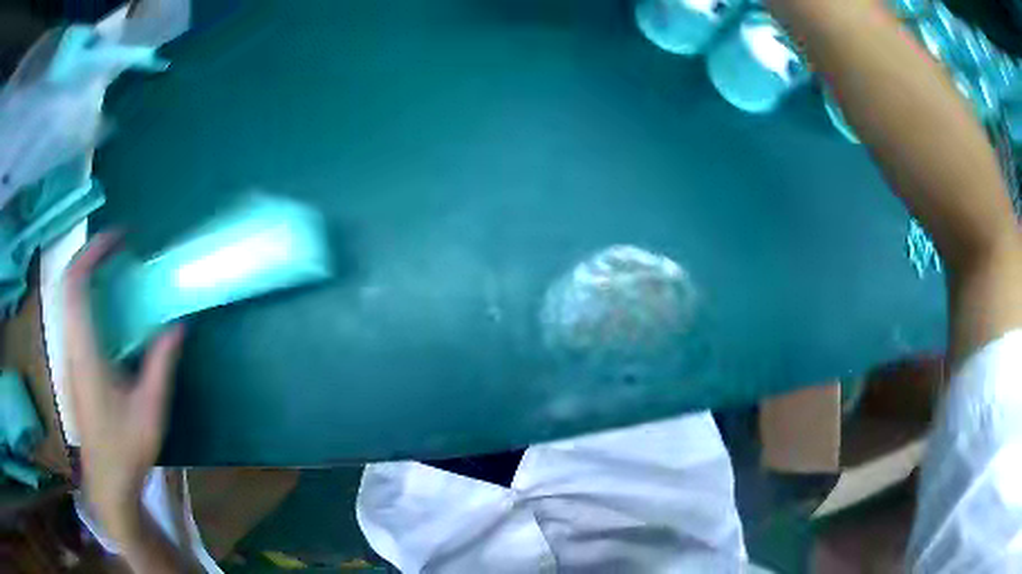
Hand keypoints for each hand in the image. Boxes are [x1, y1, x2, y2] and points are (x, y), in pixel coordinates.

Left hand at [64, 232, 184, 541]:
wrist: (107, 482)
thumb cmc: (126, 448)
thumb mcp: (150, 410)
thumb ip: (161, 363)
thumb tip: (178, 324)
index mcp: (85, 352)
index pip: (75, 285)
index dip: (92, 253)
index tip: (117, 238)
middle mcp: (70, 346)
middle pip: (68, 285)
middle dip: (90, 257)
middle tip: (118, 250)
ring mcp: (68, 356)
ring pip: (68, 300)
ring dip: (88, 276)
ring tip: (114, 271)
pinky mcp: (72, 365)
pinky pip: (73, 317)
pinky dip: (87, 298)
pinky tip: (108, 311)